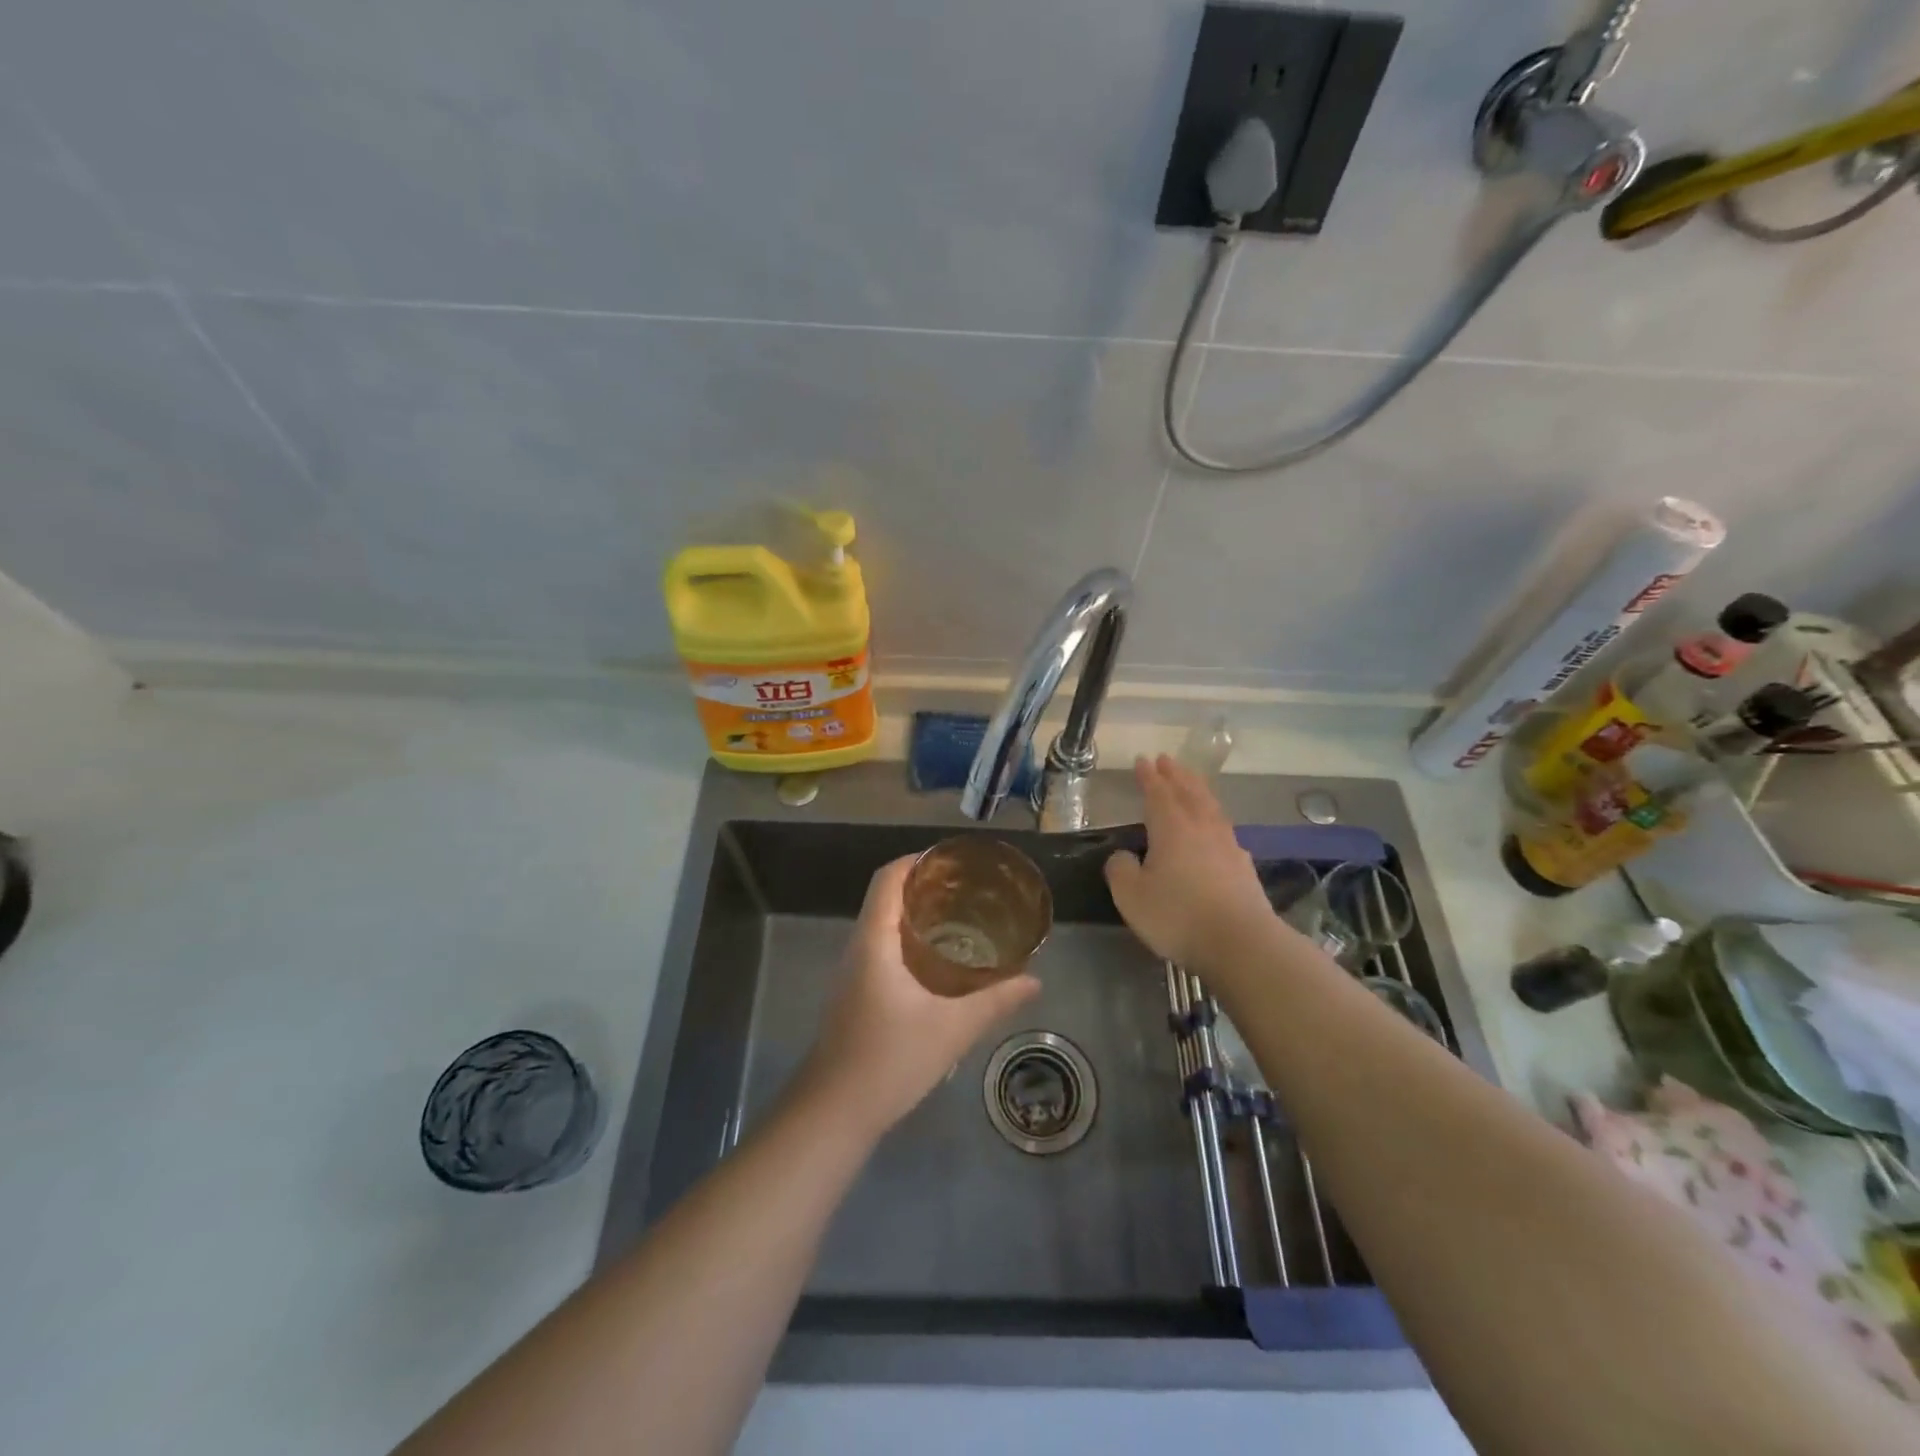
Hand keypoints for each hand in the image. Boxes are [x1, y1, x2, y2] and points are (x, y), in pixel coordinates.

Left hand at [800, 857, 1039, 1139]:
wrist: (833, 1112)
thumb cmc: (889, 1061)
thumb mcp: (952, 1029)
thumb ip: (995, 1001)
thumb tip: (1035, 980)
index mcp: (875, 942)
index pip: (887, 879)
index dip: (916, 860)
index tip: (953, 860)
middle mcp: (859, 948)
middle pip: (886, 896)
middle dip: (924, 884)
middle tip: (968, 888)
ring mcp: (853, 972)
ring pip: (883, 923)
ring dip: (916, 912)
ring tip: (960, 916)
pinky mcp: (855, 993)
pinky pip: (882, 947)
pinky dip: (909, 938)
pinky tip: (939, 960)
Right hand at [1104, 755, 1277, 971]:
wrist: (1241, 943)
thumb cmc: (1178, 915)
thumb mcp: (1131, 896)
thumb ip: (1120, 870)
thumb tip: (1123, 856)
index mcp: (1171, 828)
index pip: (1158, 793)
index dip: (1148, 776)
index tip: (1142, 760)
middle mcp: (1201, 828)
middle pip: (1189, 792)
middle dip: (1176, 775)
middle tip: (1167, 760)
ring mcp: (1227, 845)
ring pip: (1210, 807)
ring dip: (1198, 790)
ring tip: (1191, 782)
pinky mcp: (1243, 866)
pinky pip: (1225, 829)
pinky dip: (1215, 818)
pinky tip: (1217, 827)